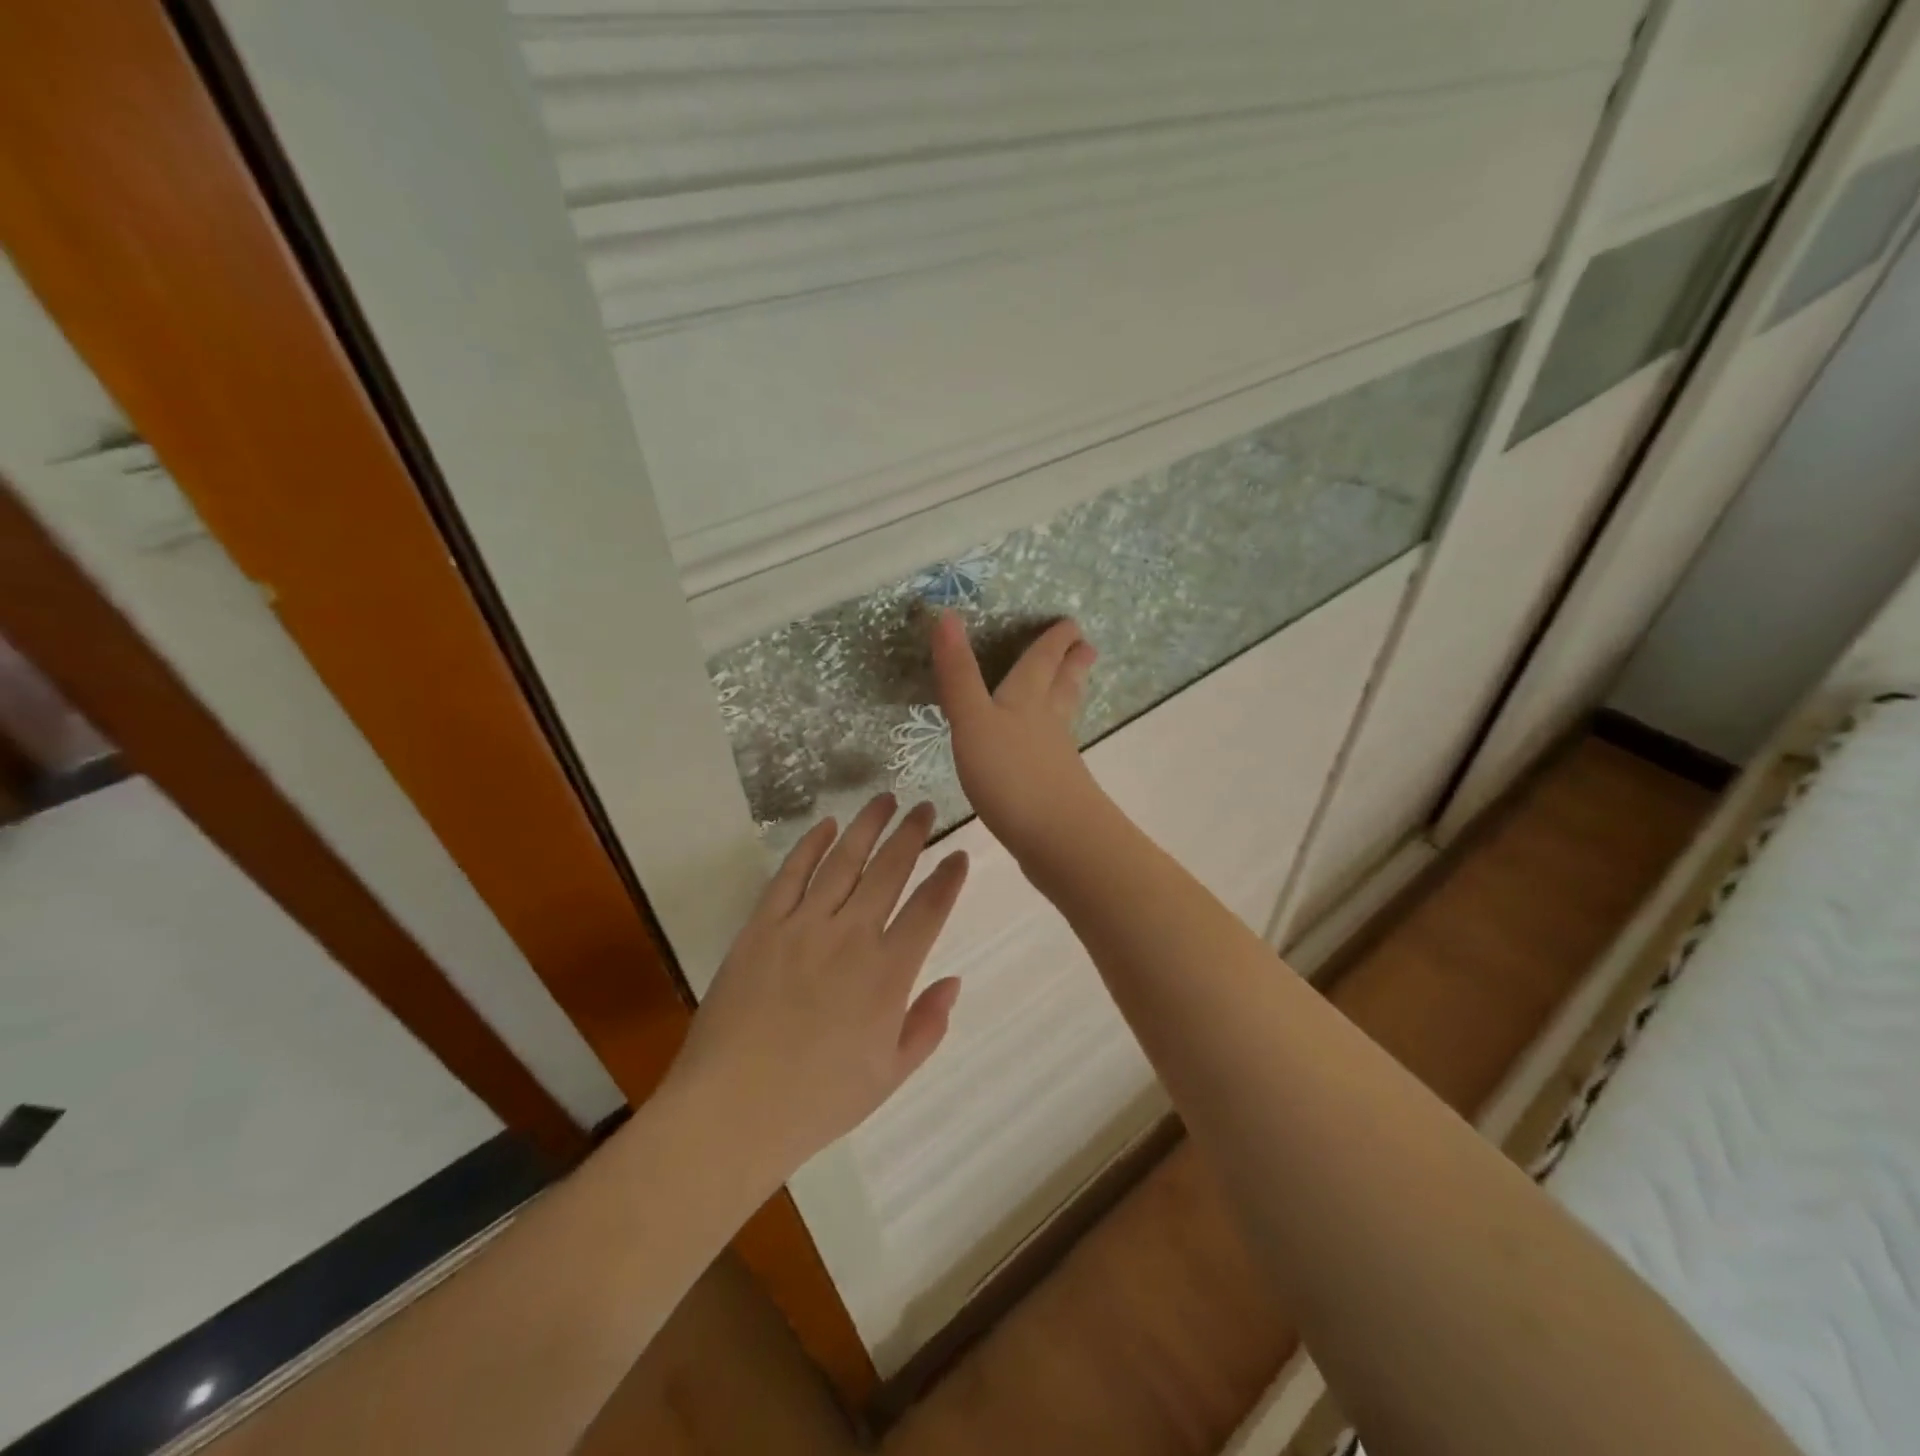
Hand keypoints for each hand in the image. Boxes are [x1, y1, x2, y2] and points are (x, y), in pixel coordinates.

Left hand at [667, 794, 969, 1177]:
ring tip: (884, 800)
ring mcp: (803, 926)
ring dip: (867, 826)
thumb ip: (927, 1025)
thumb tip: (953, 982)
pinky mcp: (762, 927)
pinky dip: (810, 845)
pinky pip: (791, 875)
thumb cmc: (818, 1100)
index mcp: (888, 974)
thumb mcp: (889, 1075)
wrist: (732, 1110)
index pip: (930, 909)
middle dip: (912, 834)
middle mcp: (851, 936)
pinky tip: (826, 825)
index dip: (949, 877)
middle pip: (890, 870)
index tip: (959, 854)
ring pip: (844, 860)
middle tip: (924, 806)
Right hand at [931, 610, 1107, 862]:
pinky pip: (1056, 751)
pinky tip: (1050, 749)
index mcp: (1027, 700)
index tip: (1070, 623)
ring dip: (1068, 696)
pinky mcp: (1057, 789)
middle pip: (1062, 685)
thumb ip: (958, 674)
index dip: (1053, 641)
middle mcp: (1047, 723)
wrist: (1057, 839)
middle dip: (1070, 665)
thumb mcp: (973, 720)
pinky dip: (1055, 739)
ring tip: (1075, 686)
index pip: (1041, 661)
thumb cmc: (1011, 774)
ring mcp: (1056, 758)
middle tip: (1087, 646)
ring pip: (1063, 717)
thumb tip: (946, 614)